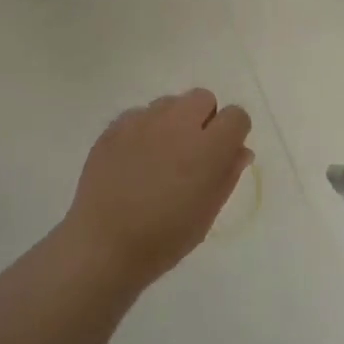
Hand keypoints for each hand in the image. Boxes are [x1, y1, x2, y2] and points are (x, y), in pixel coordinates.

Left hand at [62, 90, 253, 287]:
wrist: (103, 245)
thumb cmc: (164, 238)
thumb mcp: (207, 213)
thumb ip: (228, 175)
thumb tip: (240, 150)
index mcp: (207, 148)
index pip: (236, 116)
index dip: (233, 133)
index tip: (223, 153)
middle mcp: (178, 124)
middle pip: (203, 98)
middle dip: (204, 119)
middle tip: (192, 152)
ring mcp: (143, 121)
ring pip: (170, 103)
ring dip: (173, 121)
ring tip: (160, 155)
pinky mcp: (115, 126)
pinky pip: (139, 115)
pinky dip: (144, 130)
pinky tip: (134, 159)